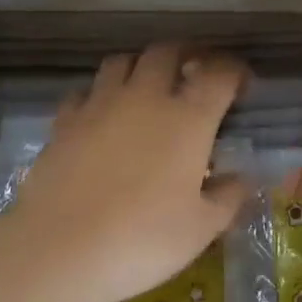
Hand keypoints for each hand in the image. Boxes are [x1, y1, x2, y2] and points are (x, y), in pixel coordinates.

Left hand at [5, 45, 252, 301]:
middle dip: (186, 55)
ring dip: (140, 66)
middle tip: (194, 75)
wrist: (59, 250)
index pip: (220, 73)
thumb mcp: (200, 229)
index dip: (235, 71)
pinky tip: (101, 116)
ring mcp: (102, 103)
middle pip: (168, 51)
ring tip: (146, 87)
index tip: (241, 84)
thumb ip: (228, 198)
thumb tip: (242, 178)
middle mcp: (147, 96)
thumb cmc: (142, 240)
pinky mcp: (66, 120)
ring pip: (123, 60)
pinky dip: (98, 95)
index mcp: (189, 117)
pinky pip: (85, 91)